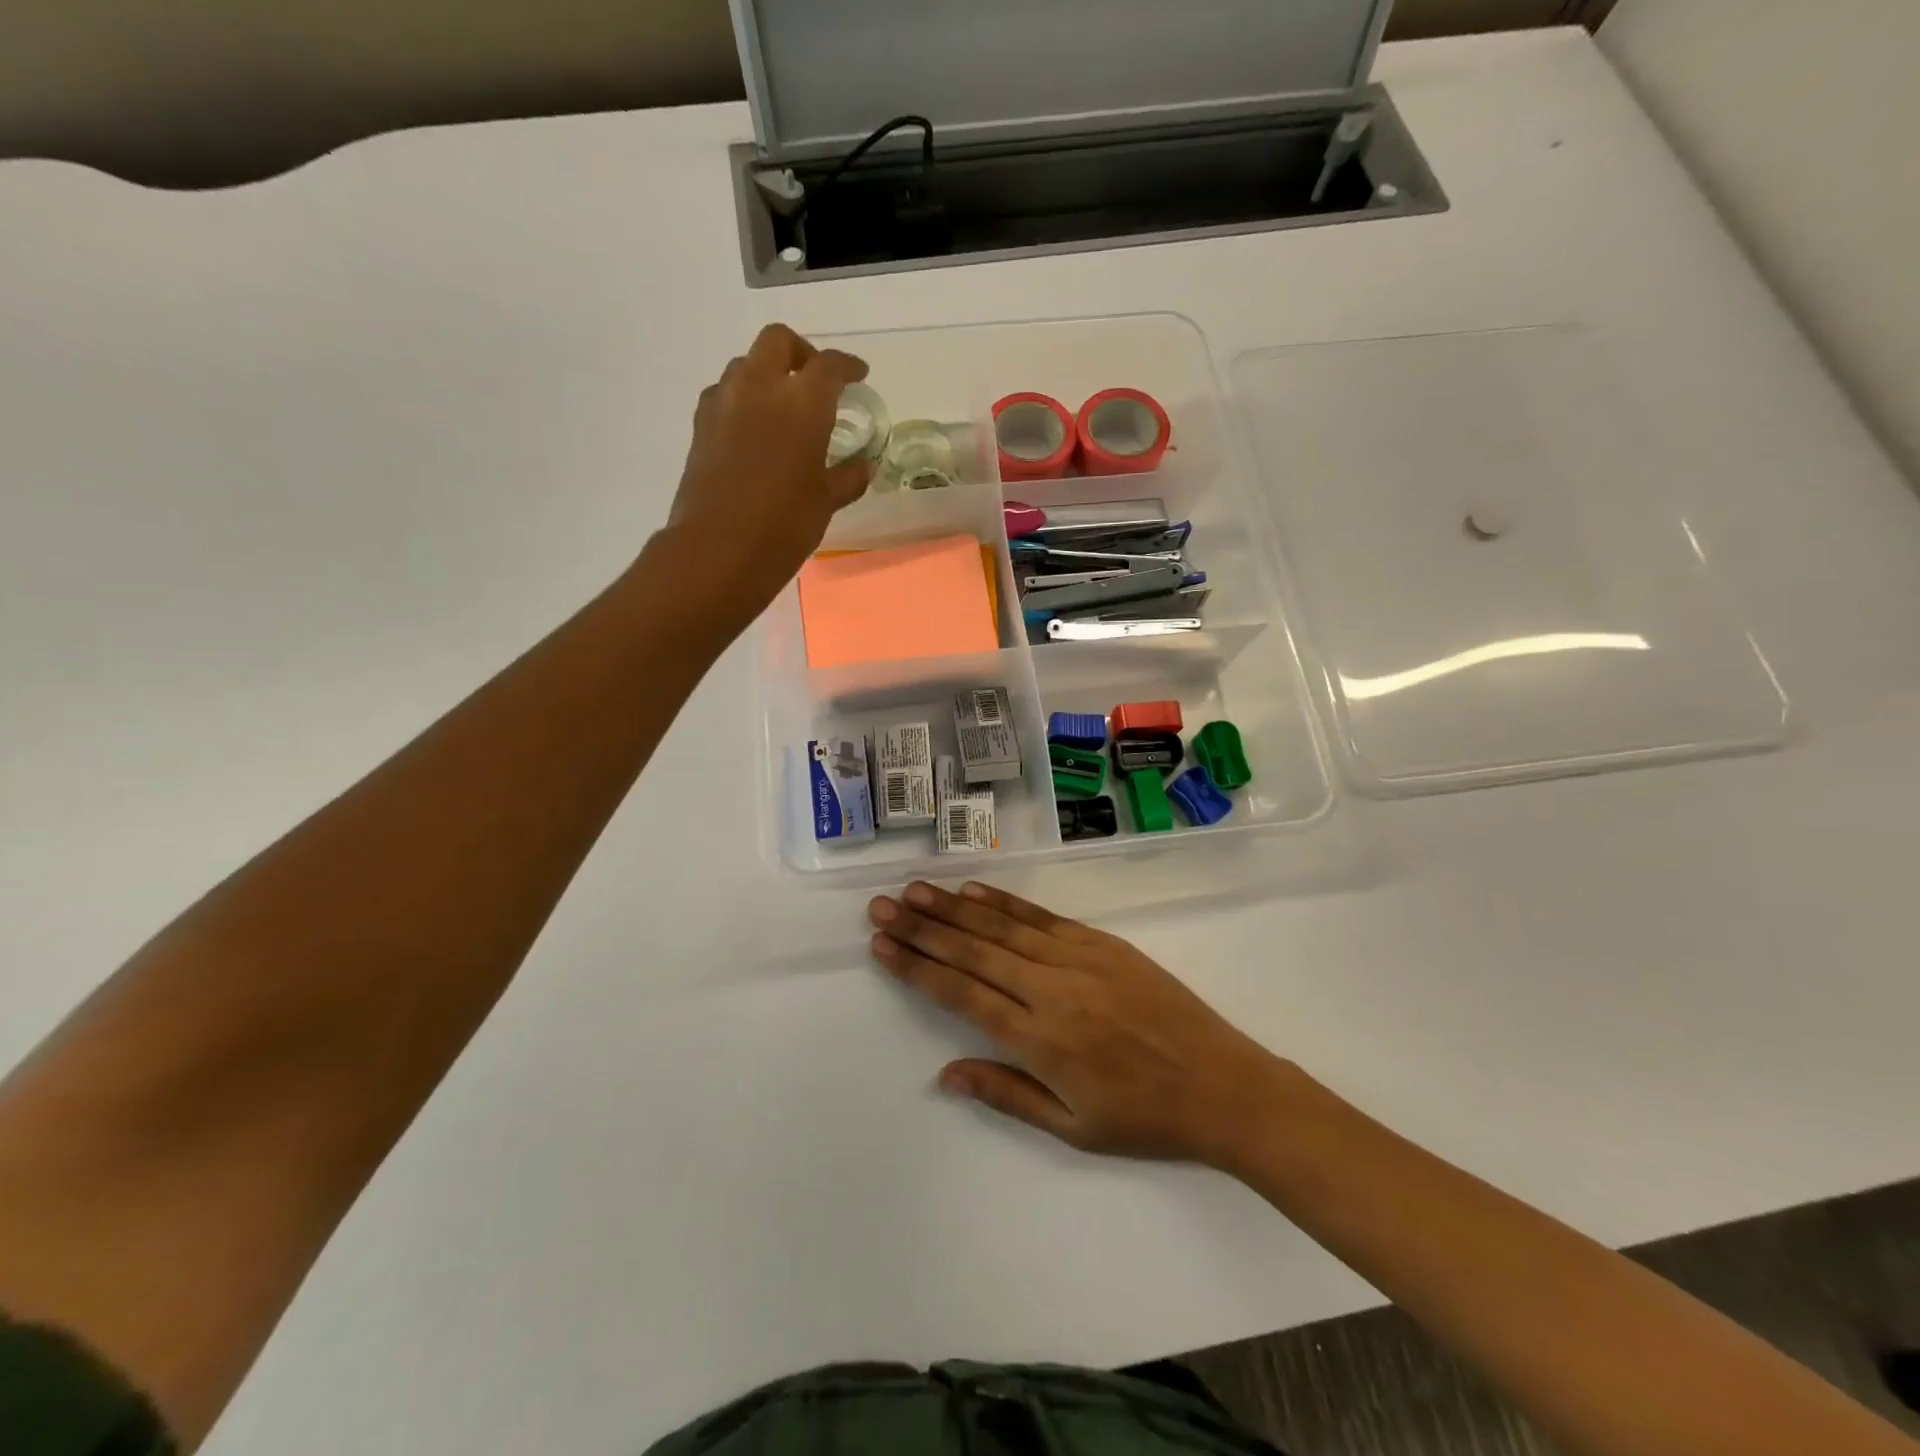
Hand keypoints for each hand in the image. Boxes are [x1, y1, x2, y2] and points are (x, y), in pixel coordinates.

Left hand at [668, 324, 871, 601]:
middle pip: (779, 342)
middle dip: (801, 353)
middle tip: (816, 381)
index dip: (847, 366)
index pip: (829, 365)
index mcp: (802, 403)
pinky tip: (755, 429)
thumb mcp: (826, 502)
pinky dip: (744, 398)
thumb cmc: (784, 525)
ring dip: (768, 373)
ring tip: (783, 406)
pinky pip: (726, 392)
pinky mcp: (701, 423)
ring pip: (747, 364)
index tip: (858, 375)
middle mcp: (760, 387)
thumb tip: (864, 464)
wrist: (719, 549)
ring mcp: (725, 402)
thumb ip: (849, 476)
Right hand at [868, 881, 1295, 1167]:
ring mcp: (1079, 959)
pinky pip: (1042, 918)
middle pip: (973, 952)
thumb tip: (946, 1072)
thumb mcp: (1072, 1128)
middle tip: (882, 906)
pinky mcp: (1102, 943)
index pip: (962, 995)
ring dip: (954, 908)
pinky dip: (1004, 903)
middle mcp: (1052, 990)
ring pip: (1003, 927)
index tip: (882, 945)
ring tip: (915, 892)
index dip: (918, 968)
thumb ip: (1007, 1093)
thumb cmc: (1144, 1119)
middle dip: (922, 929)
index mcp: (1041, 1040)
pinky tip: (974, 892)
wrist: (1223, 1086)